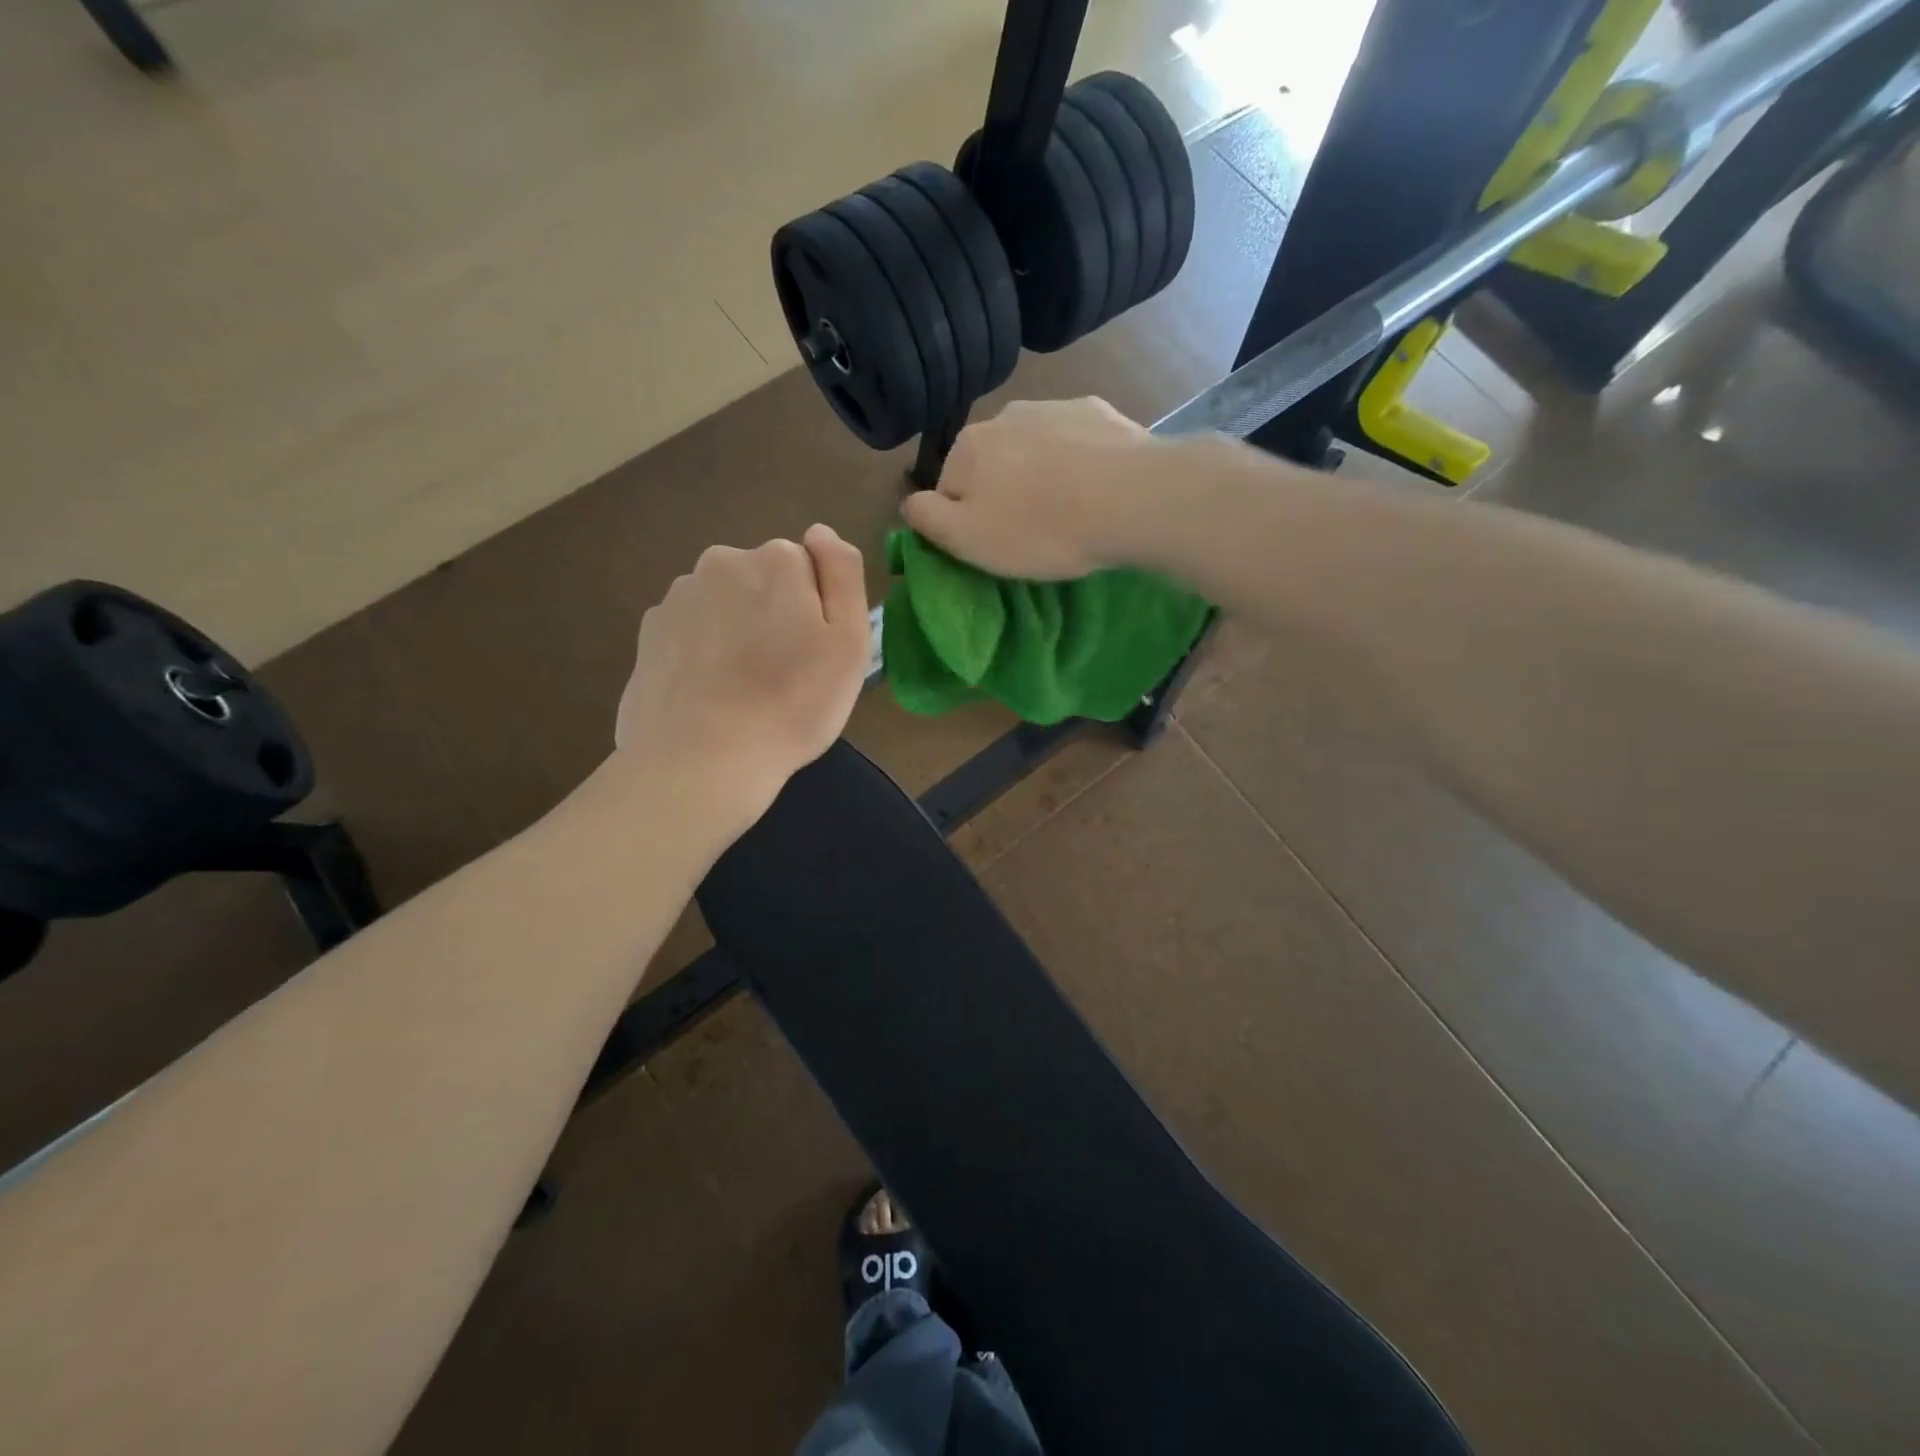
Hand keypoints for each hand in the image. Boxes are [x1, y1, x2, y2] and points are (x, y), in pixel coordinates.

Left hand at [614, 525, 869, 825]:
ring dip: (736, 632)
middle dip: (773, 615)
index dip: (815, 611)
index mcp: (775, 561)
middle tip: (783, 675)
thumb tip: (819, 532)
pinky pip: (691, 632)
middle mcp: (721, 562)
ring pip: (724, 605)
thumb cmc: (793, 704)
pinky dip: (703, 653)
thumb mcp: (850, 642)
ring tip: (743, 691)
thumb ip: (843, 573)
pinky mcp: (648, 634)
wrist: (702, 760)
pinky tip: (711, 695)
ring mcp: (677, 597)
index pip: (806, 567)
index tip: (814, 654)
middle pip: (762, 581)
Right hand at [899, 397, 1161, 578]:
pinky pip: (1074, 442)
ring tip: (1068, 511)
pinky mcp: (1098, 411)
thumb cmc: (1040, 528)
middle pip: (992, 464)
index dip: (966, 521)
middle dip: (1004, 493)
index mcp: (968, 446)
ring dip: (1040, 475)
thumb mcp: (968, 539)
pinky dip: (1077, 462)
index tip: (994, 545)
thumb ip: (927, 519)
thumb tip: (909, 503)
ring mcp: (1054, 407)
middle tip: (1032, 532)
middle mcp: (1005, 414)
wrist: (1129, 498)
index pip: (950, 488)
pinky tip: (1095, 489)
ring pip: (1033, 450)